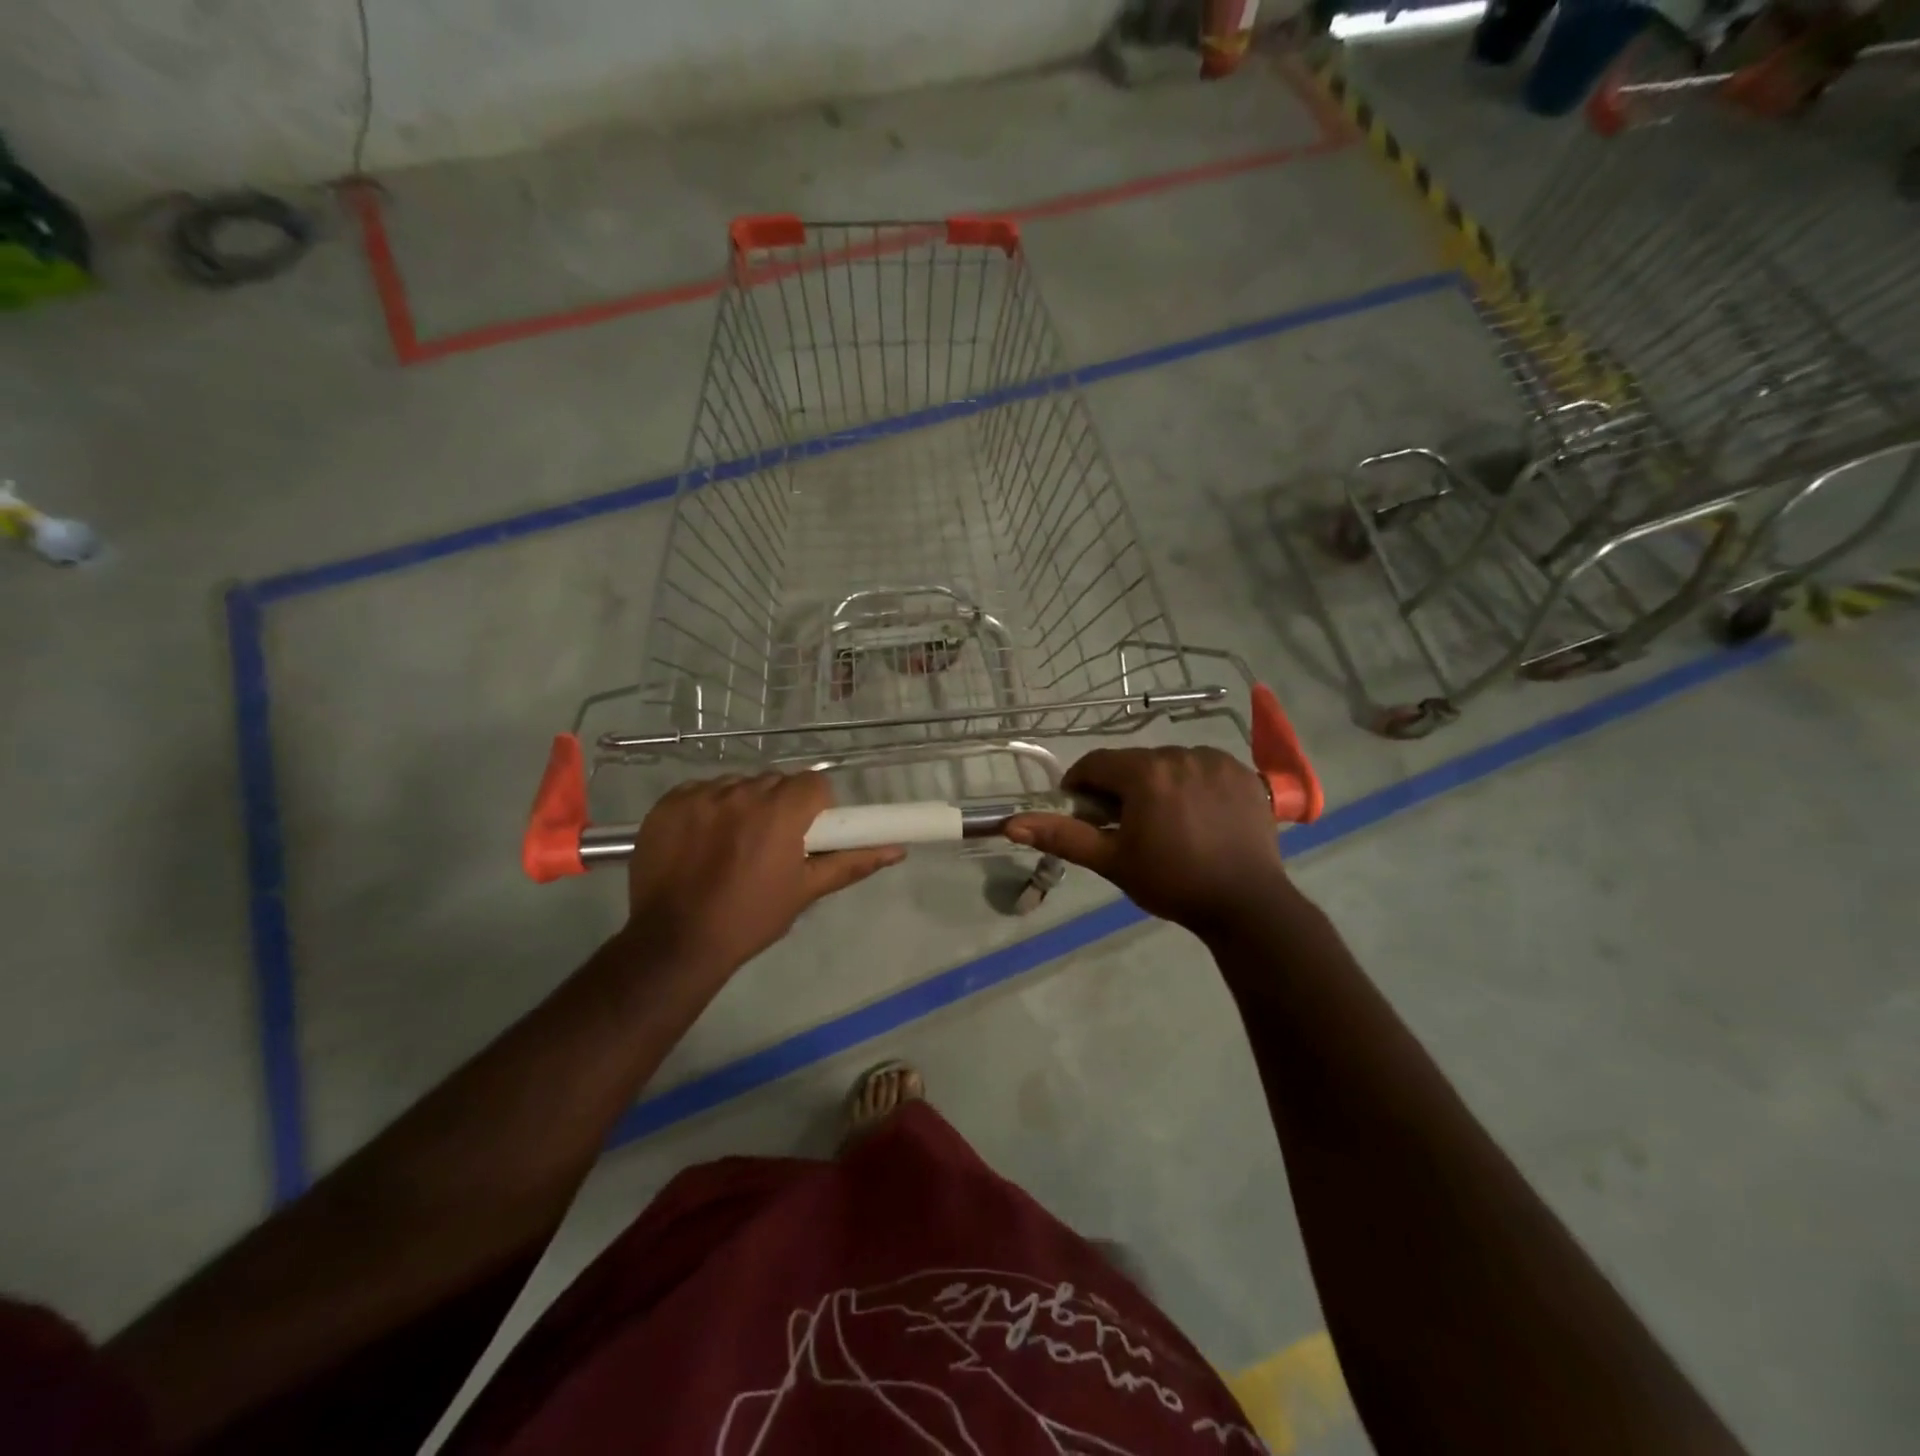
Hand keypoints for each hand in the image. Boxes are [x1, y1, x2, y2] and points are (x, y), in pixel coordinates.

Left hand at [625, 772, 902, 977]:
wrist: (675, 942)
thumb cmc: (750, 918)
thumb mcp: (805, 891)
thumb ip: (852, 862)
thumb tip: (897, 849)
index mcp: (779, 812)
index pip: (813, 784)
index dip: (815, 806)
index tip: (806, 833)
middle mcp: (741, 793)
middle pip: (774, 782)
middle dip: (779, 805)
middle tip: (771, 844)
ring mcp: (700, 796)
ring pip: (737, 785)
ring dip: (743, 805)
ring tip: (732, 845)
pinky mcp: (668, 803)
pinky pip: (701, 792)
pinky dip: (707, 809)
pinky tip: (701, 842)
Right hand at [1005, 747, 1286, 933]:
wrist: (1246, 904)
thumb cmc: (1172, 882)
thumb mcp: (1112, 861)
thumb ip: (1063, 836)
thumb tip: (1012, 824)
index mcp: (1145, 773)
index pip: (1096, 763)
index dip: (1081, 784)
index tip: (1082, 811)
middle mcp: (1180, 754)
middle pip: (1134, 763)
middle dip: (1121, 787)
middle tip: (1124, 825)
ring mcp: (1216, 761)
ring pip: (1170, 763)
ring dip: (1158, 783)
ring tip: (1166, 822)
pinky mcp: (1244, 773)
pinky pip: (1204, 767)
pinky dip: (1193, 783)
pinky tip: (1199, 814)